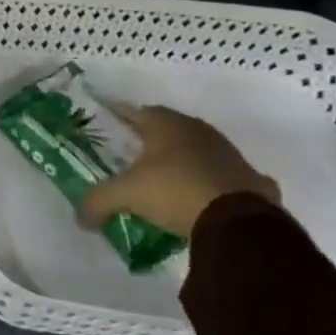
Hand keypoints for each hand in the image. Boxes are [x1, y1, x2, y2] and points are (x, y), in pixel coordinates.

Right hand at [79, 105, 278, 239]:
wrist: (240, 223)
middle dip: (152, 140)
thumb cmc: (174, 191)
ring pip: (201, 151)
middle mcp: (199, 131)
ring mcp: (231, 155)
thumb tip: (79, 219)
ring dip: (186, 161)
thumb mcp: (126, 195)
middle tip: (133, 155)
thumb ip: (98, 201)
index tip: (108, 124)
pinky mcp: (256, 181)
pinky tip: (212, 199)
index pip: (137, 111)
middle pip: (170, 129)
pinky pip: (230, 178)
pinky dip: (219, 184)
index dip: (120, 117)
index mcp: (166, 124)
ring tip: (169, 179)